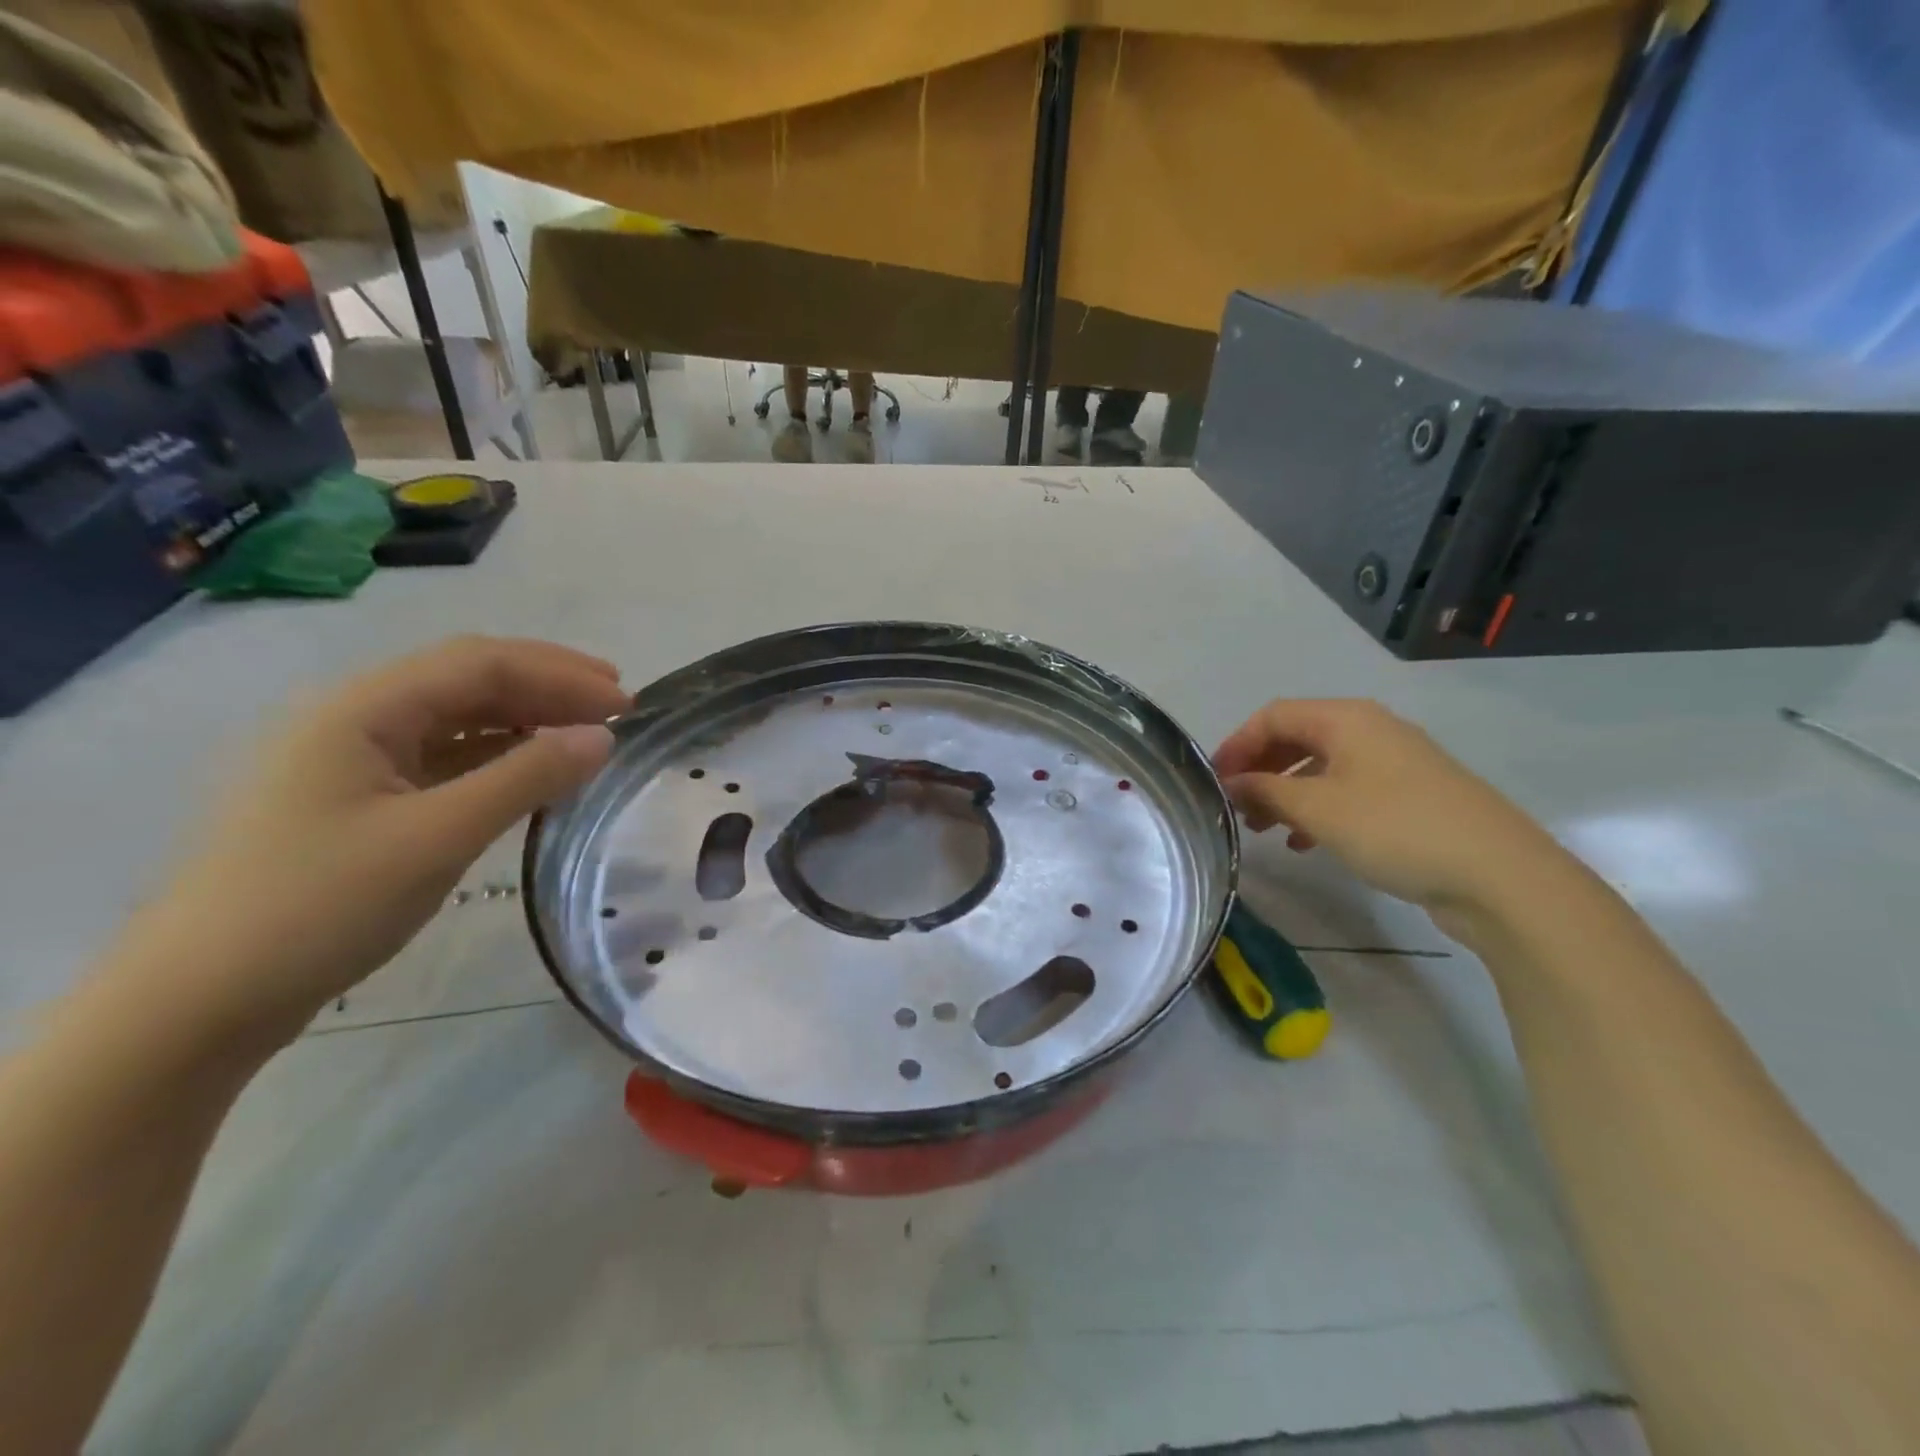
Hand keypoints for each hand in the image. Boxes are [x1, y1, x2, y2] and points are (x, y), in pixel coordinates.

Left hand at [132, 637, 629, 1042]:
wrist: (195, 1003)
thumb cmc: (316, 907)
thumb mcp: (437, 837)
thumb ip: (526, 778)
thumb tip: (602, 737)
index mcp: (361, 709)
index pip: (480, 664)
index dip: (561, 675)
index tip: (626, 704)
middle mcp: (353, 718)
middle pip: (467, 678)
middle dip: (548, 684)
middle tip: (618, 705)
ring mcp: (351, 760)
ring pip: (455, 717)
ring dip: (525, 717)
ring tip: (585, 733)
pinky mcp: (356, 801)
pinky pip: (442, 758)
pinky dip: (496, 755)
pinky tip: (530, 770)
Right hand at [1214, 699, 1565, 924]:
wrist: (1498, 875)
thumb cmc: (1394, 828)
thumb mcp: (1316, 809)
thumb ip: (1265, 791)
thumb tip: (1231, 783)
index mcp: (1346, 718)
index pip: (1273, 716)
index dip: (1237, 744)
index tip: (1214, 781)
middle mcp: (1370, 730)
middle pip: (1297, 738)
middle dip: (1260, 770)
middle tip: (1236, 807)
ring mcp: (1394, 763)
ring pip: (1321, 768)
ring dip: (1285, 793)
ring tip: (1263, 830)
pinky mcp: (1410, 797)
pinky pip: (1347, 792)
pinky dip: (1317, 811)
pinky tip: (1305, 843)